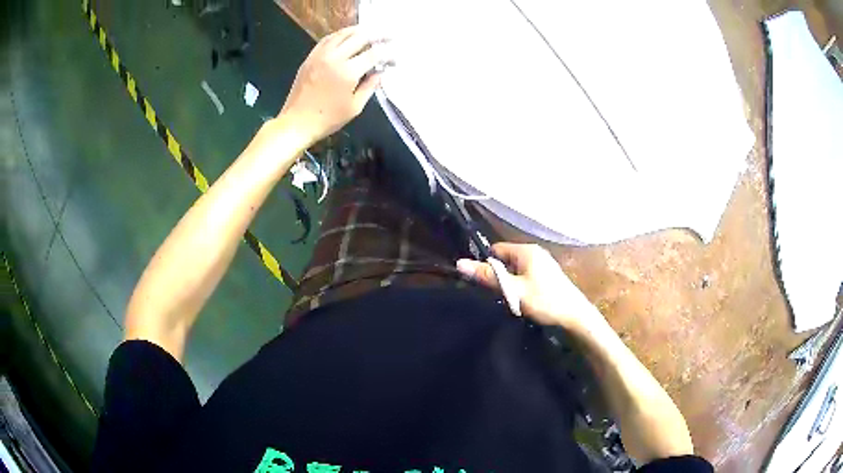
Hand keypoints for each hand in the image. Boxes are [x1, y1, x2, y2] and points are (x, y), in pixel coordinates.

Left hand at [278, 26, 391, 146]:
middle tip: (389, 36)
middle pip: (360, 37)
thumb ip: (370, 86)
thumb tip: (380, 72)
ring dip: (360, 31)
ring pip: (343, 34)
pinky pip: (328, 39)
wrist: (296, 122)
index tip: (394, 58)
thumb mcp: (355, 107)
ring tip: (371, 31)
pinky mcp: (311, 57)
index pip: (374, 54)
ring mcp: (321, 55)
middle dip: (378, 35)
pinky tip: (348, 36)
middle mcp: (335, 58)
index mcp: (348, 72)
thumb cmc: (328, 119)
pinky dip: (341, 34)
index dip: (388, 53)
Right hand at [457, 243, 602, 331]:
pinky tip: (525, 301)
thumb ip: (488, 276)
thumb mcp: (513, 290)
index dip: (488, 265)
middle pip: (506, 260)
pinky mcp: (548, 275)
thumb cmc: (544, 300)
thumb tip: (460, 263)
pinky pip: (526, 276)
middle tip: (500, 295)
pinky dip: (521, 287)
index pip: (496, 250)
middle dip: (500, 276)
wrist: (574, 316)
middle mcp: (535, 252)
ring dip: (511, 284)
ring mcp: (543, 264)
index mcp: (526, 250)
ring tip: (513, 300)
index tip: (486, 284)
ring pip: (516, 270)